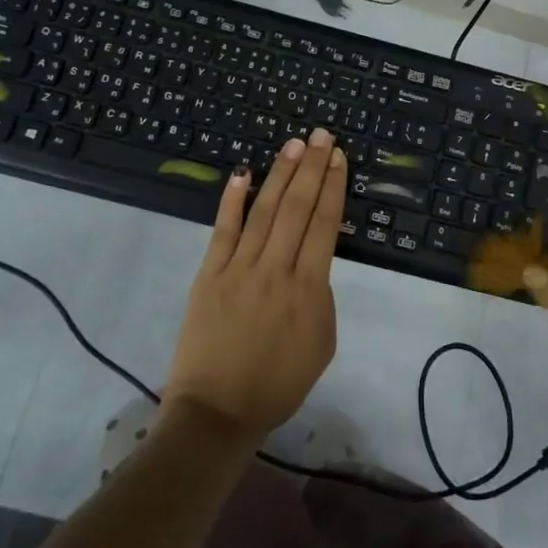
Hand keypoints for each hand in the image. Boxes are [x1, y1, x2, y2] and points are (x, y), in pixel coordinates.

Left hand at [164, 129, 347, 448]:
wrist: (218, 412)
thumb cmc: (277, 384)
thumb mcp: (321, 344)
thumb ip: (321, 297)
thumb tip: (312, 261)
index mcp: (309, 289)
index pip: (324, 224)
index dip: (333, 187)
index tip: (338, 158)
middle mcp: (276, 269)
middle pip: (297, 208)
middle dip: (312, 168)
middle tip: (322, 135)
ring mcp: (239, 269)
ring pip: (264, 210)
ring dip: (280, 174)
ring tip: (293, 144)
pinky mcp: (209, 274)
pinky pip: (223, 230)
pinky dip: (233, 200)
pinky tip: (243, 172)